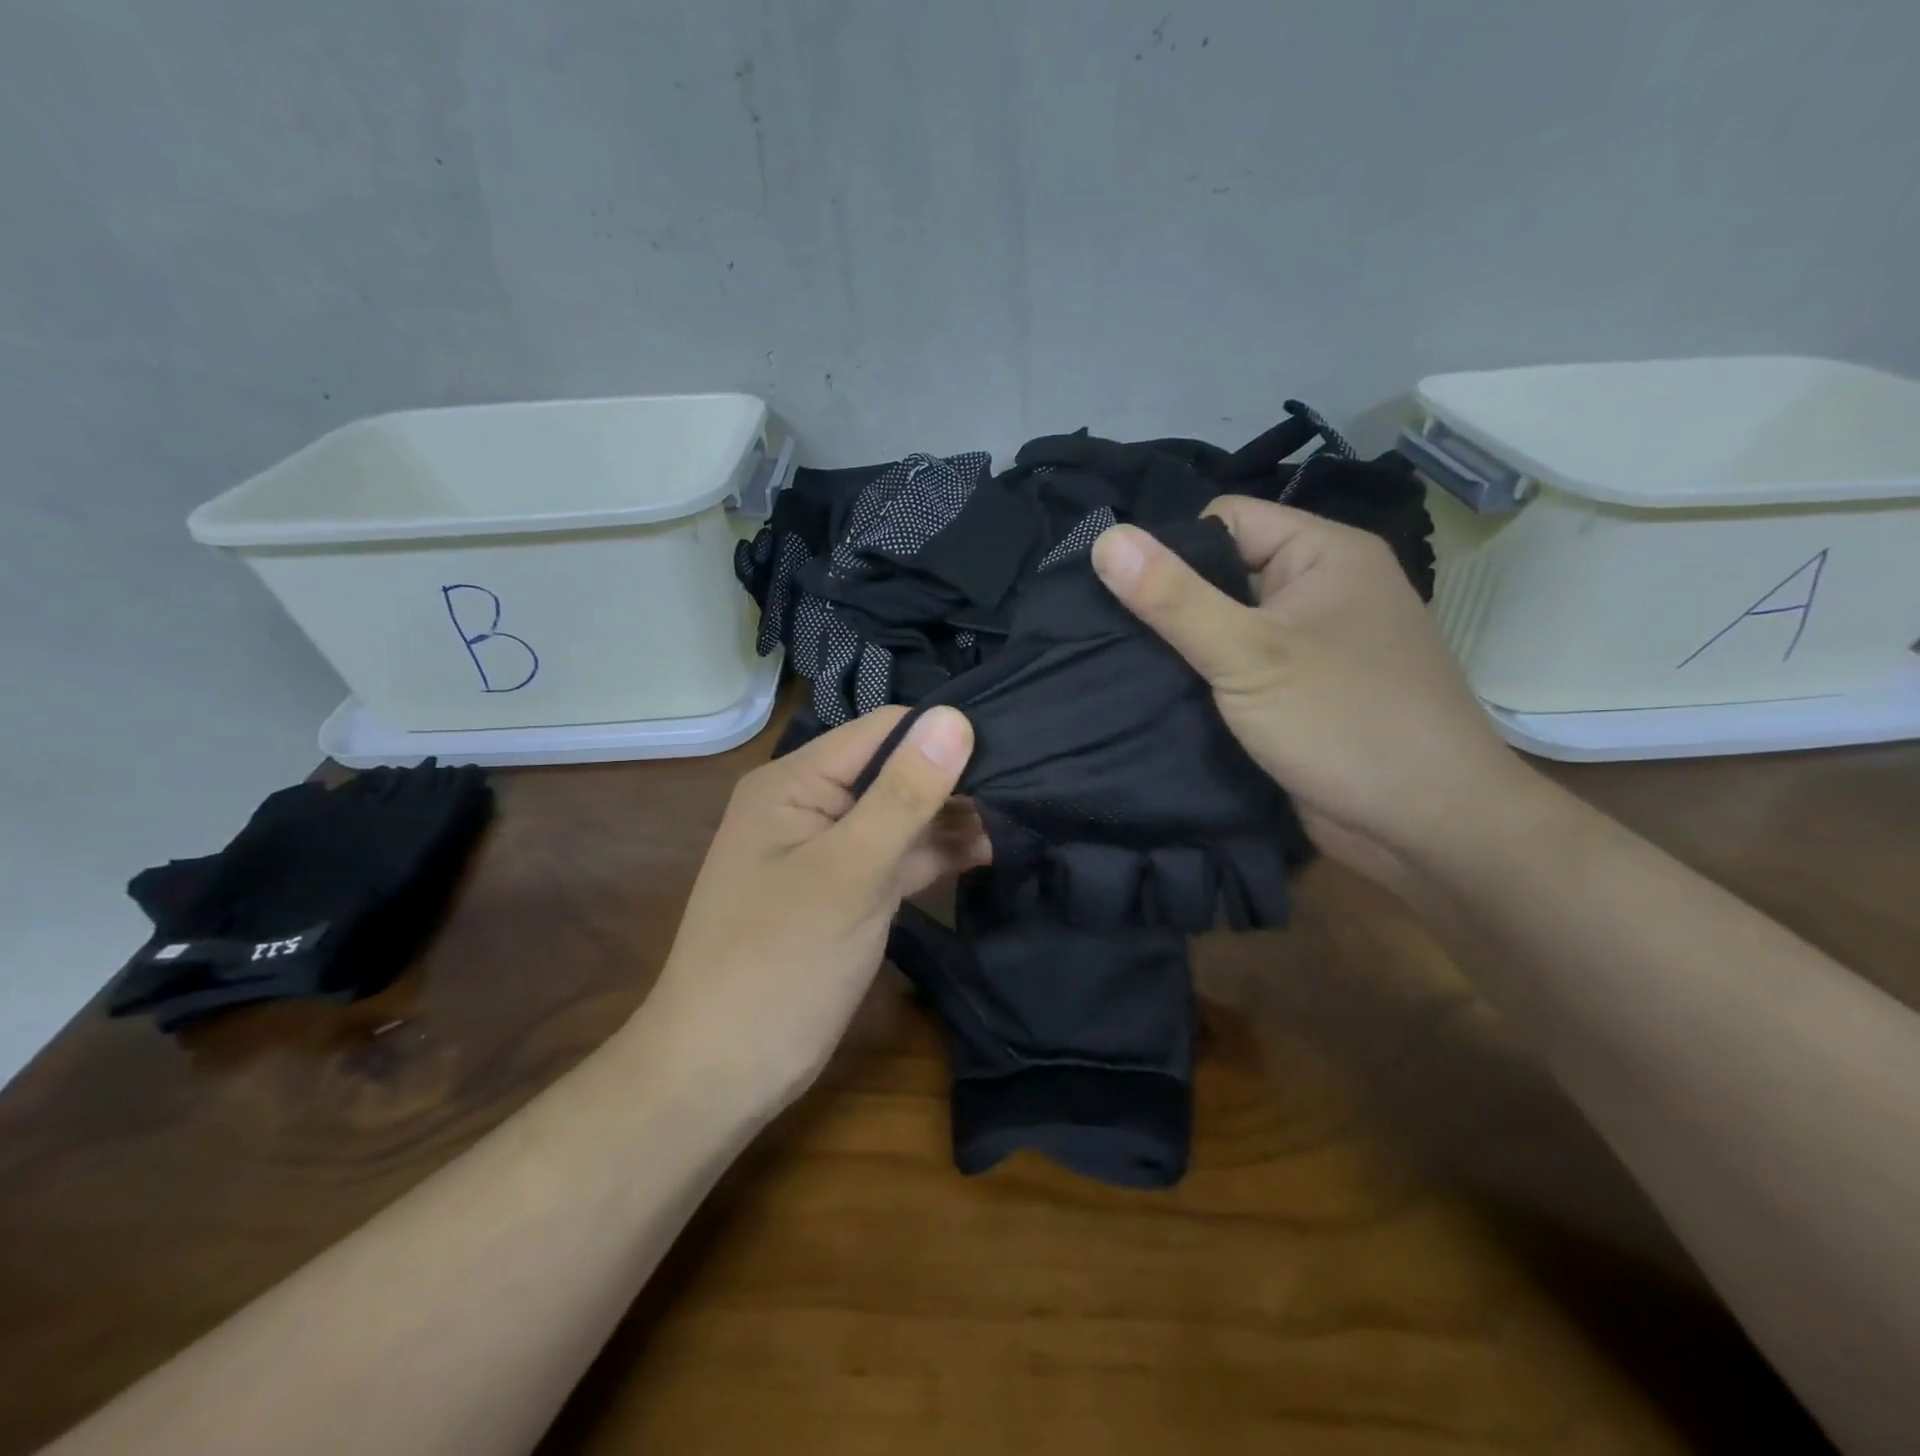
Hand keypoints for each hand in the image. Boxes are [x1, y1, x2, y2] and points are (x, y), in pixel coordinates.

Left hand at [640, 706, 982, 1115]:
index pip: (883, 731)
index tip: (1011, 752)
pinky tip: (986, 853)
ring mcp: (829, 849)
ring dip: (951, 819)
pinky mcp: (846, 890)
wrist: (723, 1072)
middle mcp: (810, 804)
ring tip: (1019, 821)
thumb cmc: (780, 963)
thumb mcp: (850, 872)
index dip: (942, 736)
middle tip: (1027, 788)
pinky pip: (897, 856)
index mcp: (795, 782)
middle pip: (895, 771)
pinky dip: (936, 854)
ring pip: (901, 816)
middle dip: (953, 780)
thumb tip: (956, 717)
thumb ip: (903, 795)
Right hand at [1091, 497, 1526, 883]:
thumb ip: (1174, 598)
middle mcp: (1322, 590)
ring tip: (1124, 668)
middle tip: (1112, 638)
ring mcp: (1314, 645)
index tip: (1123, 594)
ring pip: (1229, 627)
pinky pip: (1241, 669)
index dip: (1171, 549)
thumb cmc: (1343, 723)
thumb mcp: (1247, 654)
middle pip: (1224, 574)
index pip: (1226, 520)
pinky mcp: (1301, 694)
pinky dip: (1206, 681)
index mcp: (1325, 555)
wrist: (1426, 827)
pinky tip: (1161, 698)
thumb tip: (1105, 539)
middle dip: (1172, 604)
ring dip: (1185, 649)